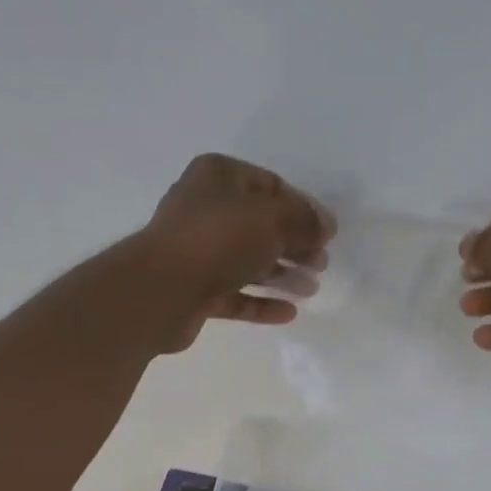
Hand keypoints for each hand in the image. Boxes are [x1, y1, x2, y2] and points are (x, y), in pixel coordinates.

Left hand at [130, 153, 334, 351]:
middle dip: (295, 244)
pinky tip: (288, 313)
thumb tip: (325, 225)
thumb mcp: (272, 219)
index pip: (271, 186)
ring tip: (311, 289)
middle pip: (261, 225)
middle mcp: (205, 209)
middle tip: (321, 264)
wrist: (162, 291)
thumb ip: (305, 220)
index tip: (327, 234)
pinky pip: (236, 294)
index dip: (303, 209)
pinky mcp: (195, 291)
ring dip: (282, 275)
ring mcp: (198, 252)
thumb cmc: (218, 240)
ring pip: (248, 261)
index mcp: (219, 177)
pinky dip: (261, 302)